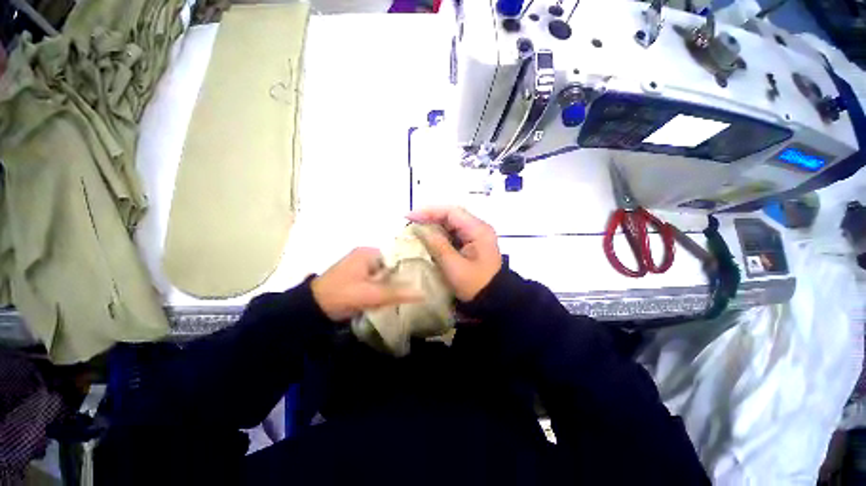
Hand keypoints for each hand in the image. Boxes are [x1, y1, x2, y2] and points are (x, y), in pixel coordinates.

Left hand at [312, 248, 421, 321]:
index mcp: (368, 253)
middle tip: (421, 285)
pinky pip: (379, 279)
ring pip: (387, 273)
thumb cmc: (340, 295)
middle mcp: (366, 255)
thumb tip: (423, 293)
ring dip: (395, 282)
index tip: (424, 274)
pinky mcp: (359, 277)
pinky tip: (397, 294)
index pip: (397, 254)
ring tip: (413, 290)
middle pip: (393, 264)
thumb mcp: (369, 294)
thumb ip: (395, 293)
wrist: (312, 309)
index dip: (410, 264)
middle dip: (403, 275)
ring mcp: (362, 266)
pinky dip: (386, 286)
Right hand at [408, 206, 501, 301]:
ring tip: (415, 230)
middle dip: (430, 218)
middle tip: (410, 223)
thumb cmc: (474, 285)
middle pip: (451, 216)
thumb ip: (437, 245)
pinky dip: (440, 236)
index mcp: (478, 230)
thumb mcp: (454, 266)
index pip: (451, 212)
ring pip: (451, 225)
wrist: (493, 302)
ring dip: (434, 226)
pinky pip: (453, 235)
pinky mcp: (472, 245)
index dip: (429, 211)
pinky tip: (428, 240)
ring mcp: (476, 237)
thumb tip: (420, 229)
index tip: (410, 217)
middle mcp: (478, 229)